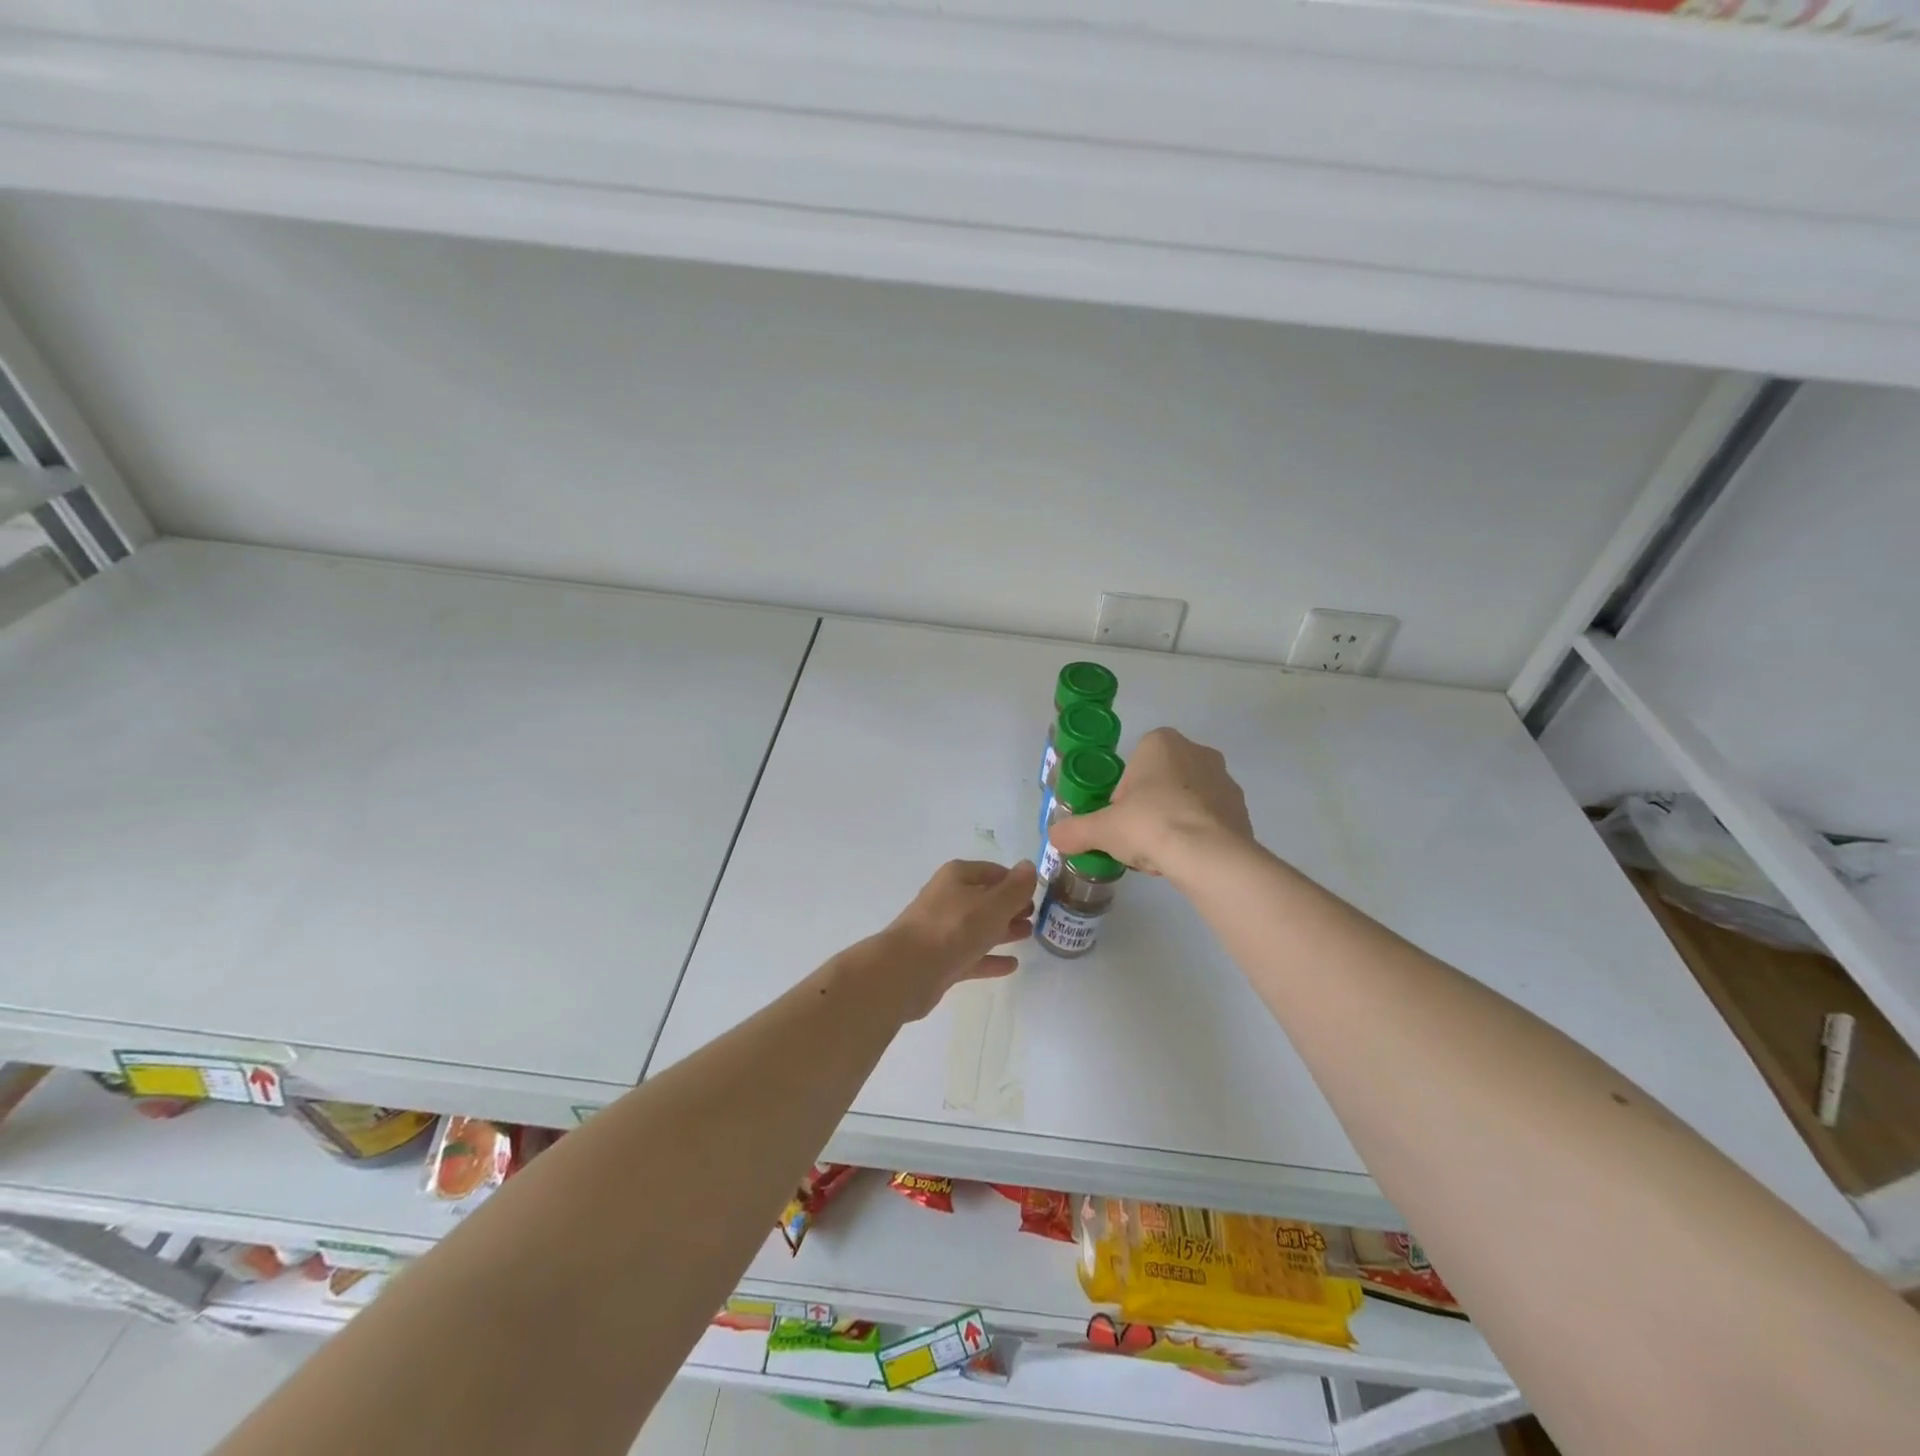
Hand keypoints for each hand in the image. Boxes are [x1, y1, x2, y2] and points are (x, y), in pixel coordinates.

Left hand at [881, 859, 1038, 1018]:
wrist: (908, 970)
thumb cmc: (954, 928)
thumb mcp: (993, 904)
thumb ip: (1015, 888)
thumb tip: (1028, 866)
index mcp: (957, 877)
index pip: (994, 872)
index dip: (1016, 881)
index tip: (1038, 894)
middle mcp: (948, 899)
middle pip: (985, 899)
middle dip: (1010, 906)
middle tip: (1035, 916)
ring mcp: (943, 930)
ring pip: (979, 927)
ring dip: (1003, 930)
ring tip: (1029, 935)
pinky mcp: (941, 960)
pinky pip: (972, 955)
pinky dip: (990, 958)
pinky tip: (1011, 965)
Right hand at [1048, 728, 1252, 880]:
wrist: (1208, 856)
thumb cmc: (1150, 825)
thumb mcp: (1101, 829)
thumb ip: (1075, 831)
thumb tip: (1054, 838)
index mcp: (1162, 743)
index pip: (1133, 765)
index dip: (1122, 795)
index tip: (1118, 820)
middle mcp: (1198, 752)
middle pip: (1161, 782)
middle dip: (1148, 808)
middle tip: (1137, 838)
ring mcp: (1225, 781)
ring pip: (1186, 802)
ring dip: (1173, 822)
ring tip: (1161, 855)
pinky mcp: (1242, 811)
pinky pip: (1209, 821)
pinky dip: (1196, 837)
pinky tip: (1185, 861)